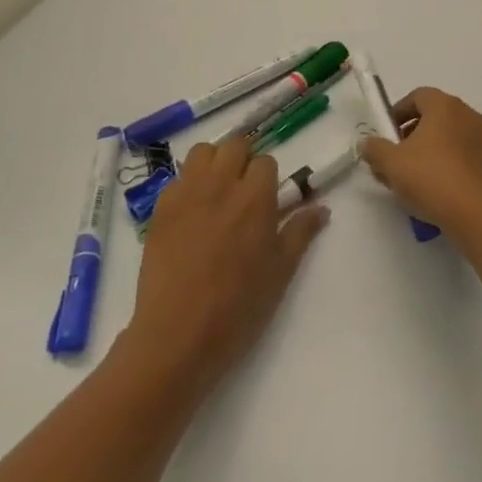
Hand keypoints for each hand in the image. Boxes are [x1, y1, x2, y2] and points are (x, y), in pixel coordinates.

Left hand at [123, 140, 328, 397]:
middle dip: (243, 159)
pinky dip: (187, 185)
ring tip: (216, 192)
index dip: (268, 178)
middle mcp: (221, 184)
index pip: (266, 161)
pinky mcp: (159, 210)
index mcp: (255, 197)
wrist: (177, 336)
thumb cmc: (238, 306)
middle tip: (244, 190)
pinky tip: (190, 213)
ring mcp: (186, 194)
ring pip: (202, 152)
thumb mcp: (280, 271)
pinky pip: (176, 179)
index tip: (267, 199)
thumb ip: (301, 232)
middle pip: (234, 145)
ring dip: (213, 163)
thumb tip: (322, 208)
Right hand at [360, 87, 481, 250]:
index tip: (385, 135)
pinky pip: (461, 156)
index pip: (418, 96)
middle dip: (410, 136)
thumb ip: (375, 149)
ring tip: (409, 181)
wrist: (478, 213)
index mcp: (445, 105)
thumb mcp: (391, 163)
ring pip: (447, 139)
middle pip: (433, 117)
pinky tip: (432, 192)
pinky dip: (445, 166)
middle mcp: (467, 115)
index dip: (397, 113)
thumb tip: (368, 143)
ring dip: (427, 153)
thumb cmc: (432, 178)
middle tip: (394, 159)